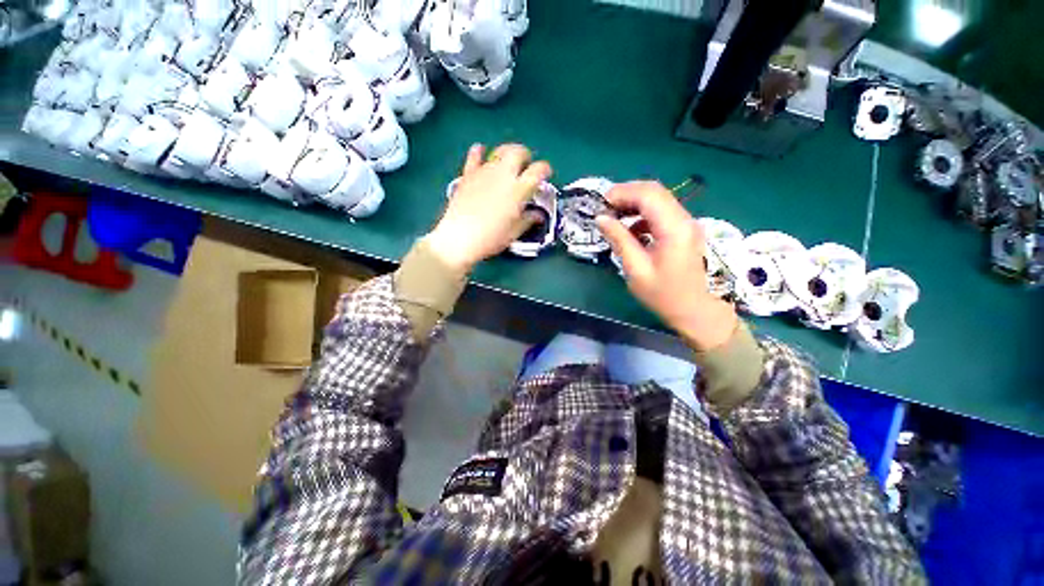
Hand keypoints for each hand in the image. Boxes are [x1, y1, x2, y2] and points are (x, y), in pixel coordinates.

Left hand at [426, 143, 551, 272]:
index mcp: (519, 189)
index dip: (545, 169)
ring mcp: (484, 172)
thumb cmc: (491, 238)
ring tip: (508, 162)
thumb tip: (538, 215)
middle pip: (518, 152)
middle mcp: (503, 175)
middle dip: (526, 155)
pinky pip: (474, 157)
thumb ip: (528, 220)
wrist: (459, 238)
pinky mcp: (468, 174)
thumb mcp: (514, 232)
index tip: (546, 173)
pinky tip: (481, 152)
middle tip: (526, 165)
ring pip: (499, 151)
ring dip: (507, 153)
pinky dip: (479, 152)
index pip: (538, 170)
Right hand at [596, 181, 737, 351]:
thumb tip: (601, 218)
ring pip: (658, 198)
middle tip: (605, 207)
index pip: (648, 195)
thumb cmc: (663, 294)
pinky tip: (631, 228)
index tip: (601, 204)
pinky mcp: (683, 229)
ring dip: (634, 202)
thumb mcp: (635, 269)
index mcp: (673, 229)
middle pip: (654, 191)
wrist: (693, 310)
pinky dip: (642, 213)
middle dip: (627, 193)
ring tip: (614, 215)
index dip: (622, 193)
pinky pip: (661, 211)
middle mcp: (683, 219)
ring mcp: (686, 223)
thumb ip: (619, 240)